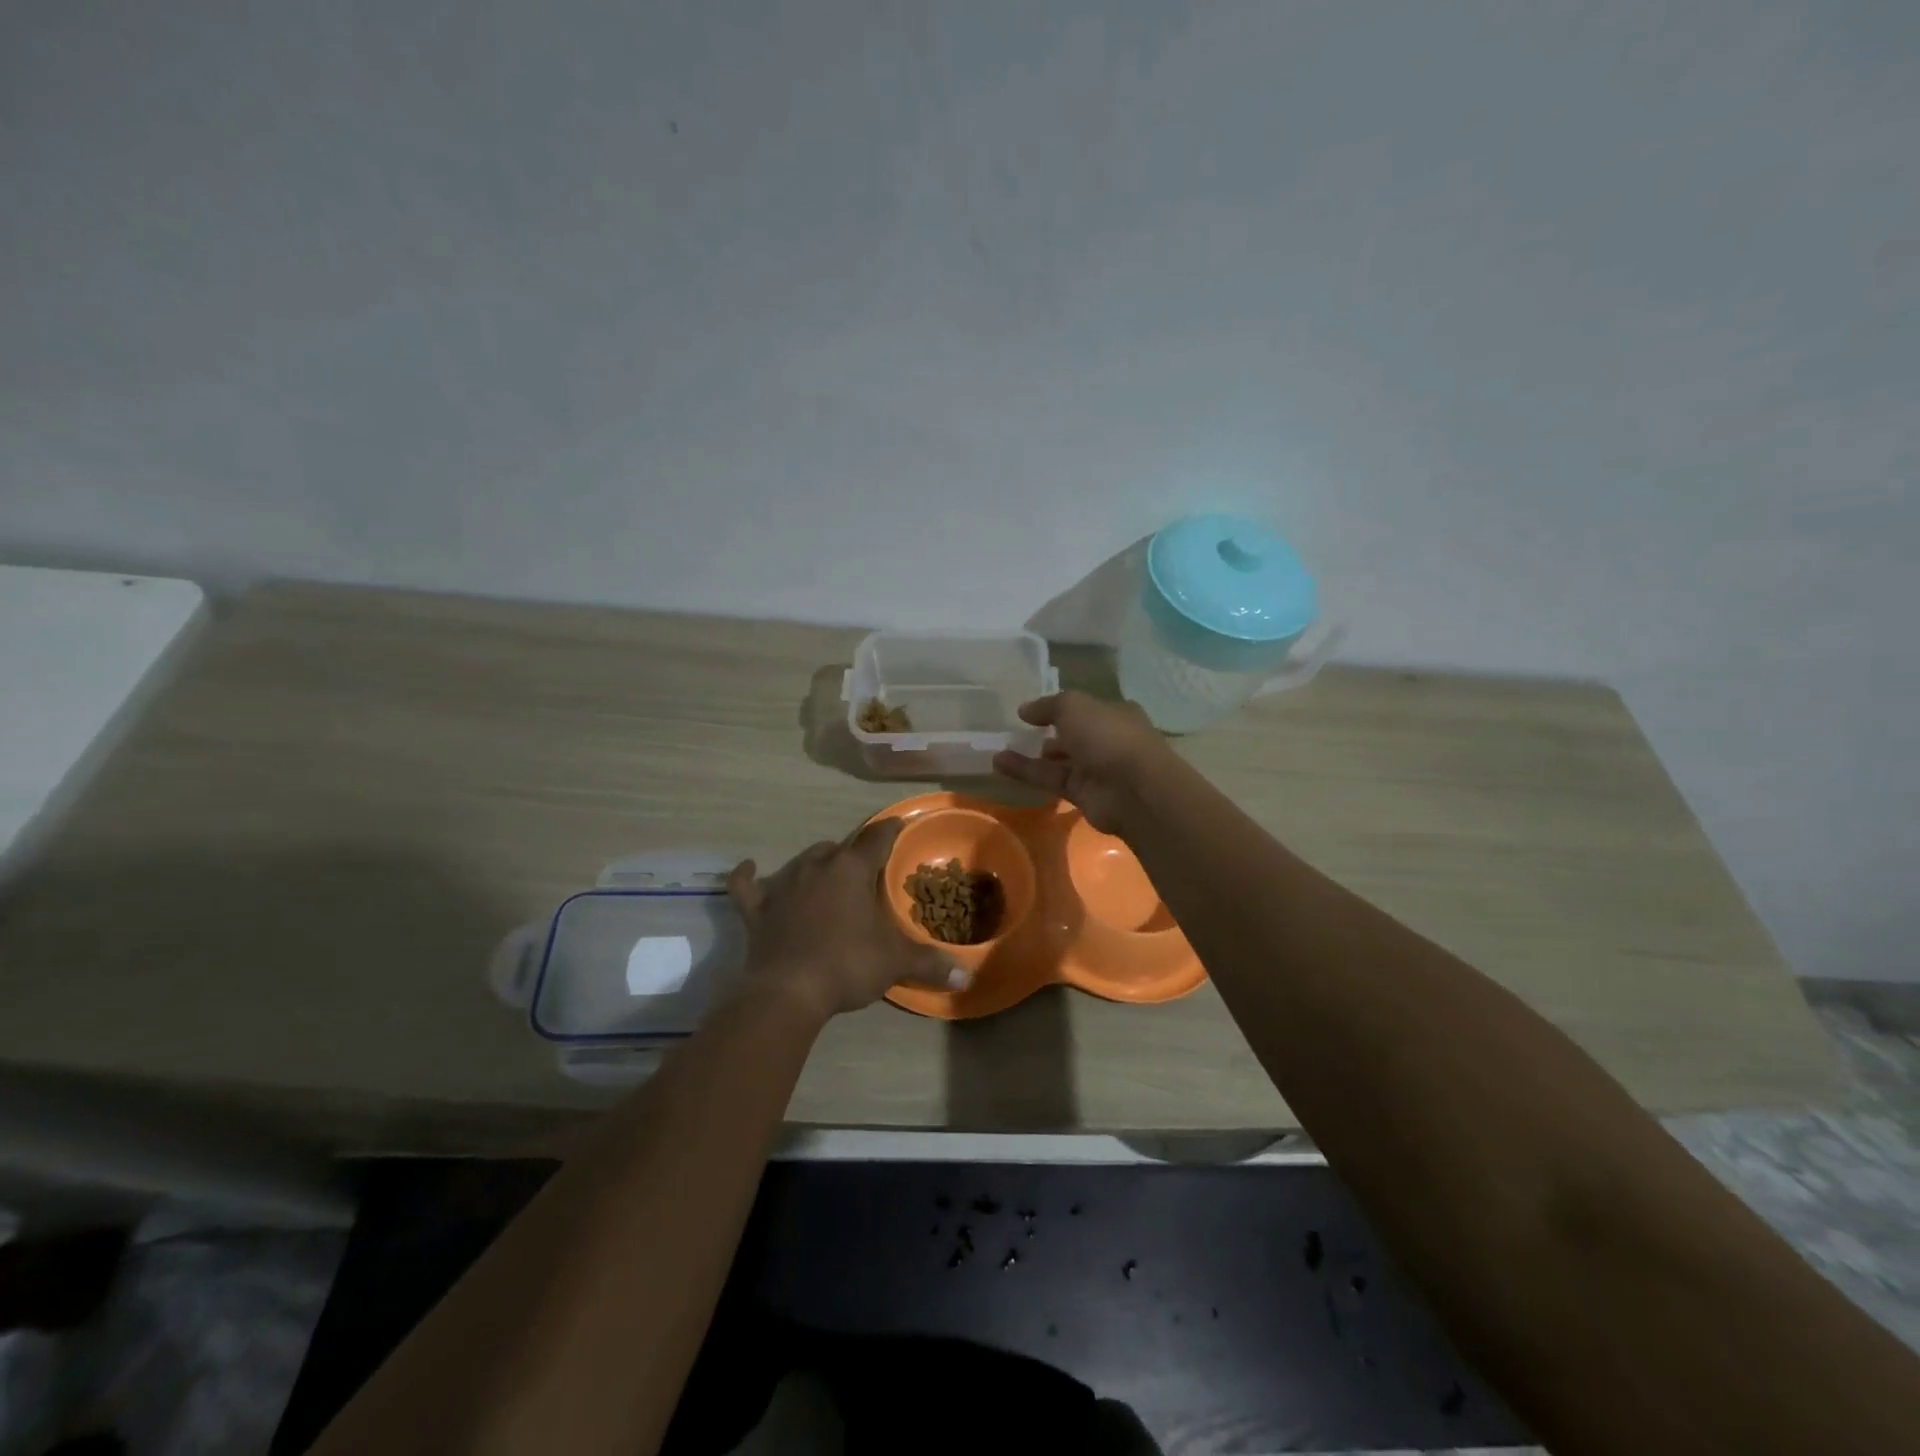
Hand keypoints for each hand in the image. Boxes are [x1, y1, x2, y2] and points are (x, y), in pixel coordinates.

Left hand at [726, 820, 969, 1019]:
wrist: (788, 992)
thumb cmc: (847, 965)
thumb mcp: (894, 962)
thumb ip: (930, 962)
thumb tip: (967, 974)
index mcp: (852, 870)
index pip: (877, 838)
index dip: (890, 829)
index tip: (899, 823)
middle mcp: (817, 867)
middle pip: (839, 848)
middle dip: (854, 854)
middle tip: (867, 872)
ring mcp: (783, 886)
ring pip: (803, 861)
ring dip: (817, 864)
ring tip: (828, 876)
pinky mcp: (757, 909)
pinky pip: (747, 886)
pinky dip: (747, 876)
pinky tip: (747, 868)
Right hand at [991, 691, 1171, 833]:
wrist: (1134, 790)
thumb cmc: (1108, 736)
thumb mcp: (1074, 707)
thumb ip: (1047, 706)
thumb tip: (1024, 710)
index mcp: (1114, 714)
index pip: (1085, 708)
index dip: (1060, 708)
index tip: (1031, 711)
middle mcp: (1107, 740)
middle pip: (1073, 735)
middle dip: (1048, 734)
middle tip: (1015, 732)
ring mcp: (1096, 770)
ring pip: (1058, 760)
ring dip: (1030, 755)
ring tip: (998, 748)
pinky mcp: (1082, 795)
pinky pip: (1050, 780)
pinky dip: (1026, 772)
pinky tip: (998, 764)